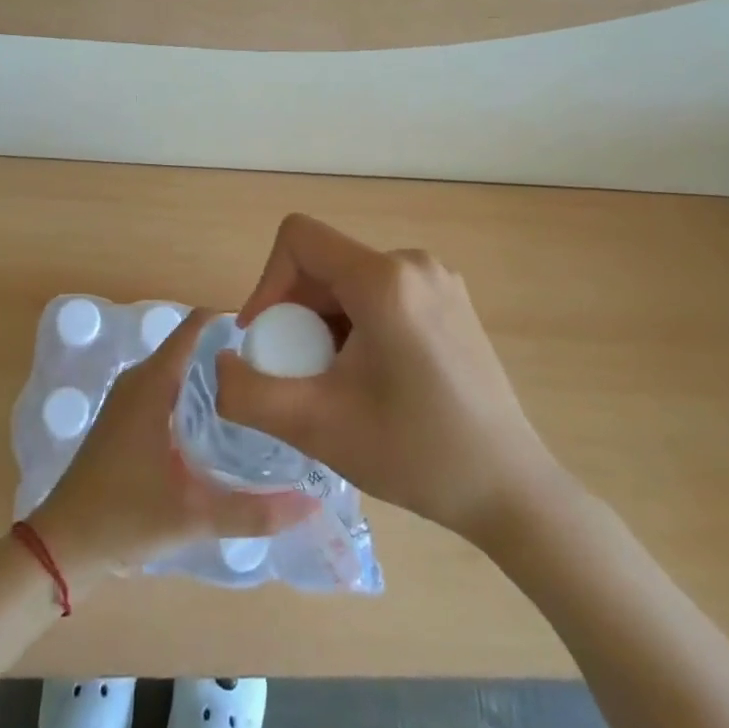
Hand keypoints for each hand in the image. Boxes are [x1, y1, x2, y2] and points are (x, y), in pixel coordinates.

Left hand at [31, 307, 317, 588]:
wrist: (62, 547)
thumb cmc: (124, 518)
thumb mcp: (194, 515)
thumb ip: (254, 511)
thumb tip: (312, 503)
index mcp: (152, 383)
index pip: (196, 327)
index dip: (232, 323)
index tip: (272, 337)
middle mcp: (139, 379)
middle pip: (192, 348)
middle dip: (231, 354)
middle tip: (276, 372)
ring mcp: (129, 398)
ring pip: (180, 370)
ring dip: (213, 377)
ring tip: (258, 395)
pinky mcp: (125, 419)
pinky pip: (168, 389)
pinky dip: (195, 395)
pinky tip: (221, 425)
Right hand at [215, 214, 559, 541]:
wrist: (509, 489)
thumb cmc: (414, 453)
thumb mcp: (316, 426)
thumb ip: (248, 393)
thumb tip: (220, 364)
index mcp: (384, 279)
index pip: (298, 238)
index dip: (267, 282)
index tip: (268, 339)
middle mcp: (413, 262)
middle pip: (324, 262)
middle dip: (297, 311)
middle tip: (300, 372)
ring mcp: (438, 278)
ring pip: (350, 279)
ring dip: (325, 321)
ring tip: (336, 380)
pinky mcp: (451, 299)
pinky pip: (381, 291)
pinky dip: (357, 322)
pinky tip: (372, 376)